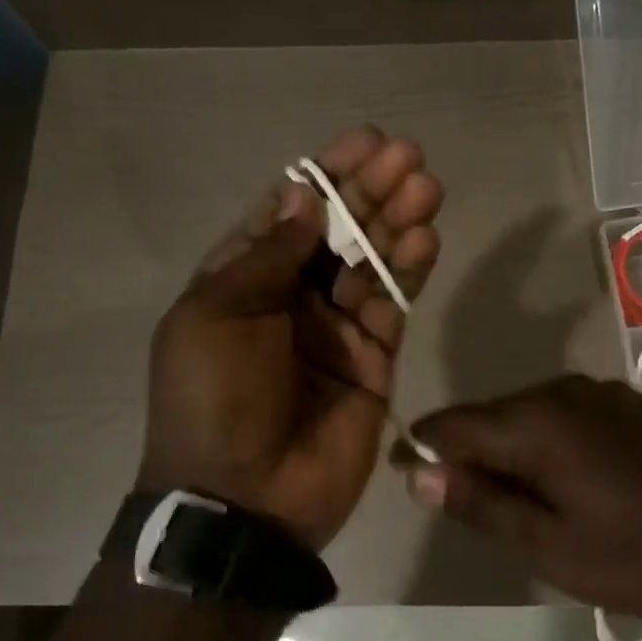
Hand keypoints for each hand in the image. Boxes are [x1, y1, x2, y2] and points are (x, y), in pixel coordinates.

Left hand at [140, 127, 442, 550]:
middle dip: (371, 191)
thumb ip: (268, 256)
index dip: (325, 175)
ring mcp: (334, 329)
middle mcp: (290, 297)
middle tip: (409, 156)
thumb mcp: (217, 315)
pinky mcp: (373, 360)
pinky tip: (426, 238)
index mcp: (241, 281)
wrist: (244, 498)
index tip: (363, 141)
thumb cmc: (214, 398)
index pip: (289, 212)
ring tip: (427, 187)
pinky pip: (394, 306)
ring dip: (397, 223)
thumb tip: (305, 195)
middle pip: (337, 231)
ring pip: (371, 263)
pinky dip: (409, 272)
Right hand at [394, 375, 641, 617]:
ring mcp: (601, 393)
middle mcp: (561, 390)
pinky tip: (568, 488)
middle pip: (489, 417)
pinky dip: (548, 449)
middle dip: (470, 459)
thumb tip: (420, 472)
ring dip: (511, 456)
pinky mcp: (629, 405)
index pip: (450, 424)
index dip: (423, 452)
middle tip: (473, 514)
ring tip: (521, 509)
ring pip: (528, 418)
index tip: (412, 484)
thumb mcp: (550, 546)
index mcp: (534, 420)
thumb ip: (480, 504)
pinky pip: (564, 419)